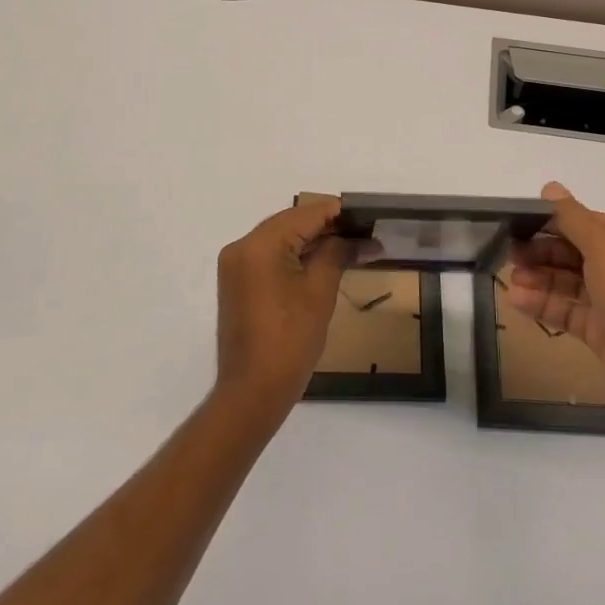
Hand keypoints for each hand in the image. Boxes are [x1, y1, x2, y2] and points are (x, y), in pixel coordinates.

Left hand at [214, 197, 354, 415]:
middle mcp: (242, 247)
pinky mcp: (238, 283)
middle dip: (327, 226)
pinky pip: (270, 256)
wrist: (253, 392)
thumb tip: (361, 239)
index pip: (305, 213)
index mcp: (259, 244)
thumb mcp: (320, 291)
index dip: (339, 213)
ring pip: (281, 239)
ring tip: (351, 245)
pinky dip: (296, 256)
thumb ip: (338, 253)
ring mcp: (236, 266)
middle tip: (364, 233)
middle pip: (291, 223)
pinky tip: (324, 261)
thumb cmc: (290, 340)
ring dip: (313, 240)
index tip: (369, 217)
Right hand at [506, 182, 604, 419]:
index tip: (518, 223)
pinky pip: (567, 312)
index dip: (552, 221)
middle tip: (509, 253)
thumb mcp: (604, 245)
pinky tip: (517, 301)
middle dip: (542, 251)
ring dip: (539, 278)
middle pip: (574, 253)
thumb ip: (573, 217)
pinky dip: (543, 305)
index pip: (585, 223)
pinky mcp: (601, 333)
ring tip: (511, 279)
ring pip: (568, 283)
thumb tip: (550, 187)